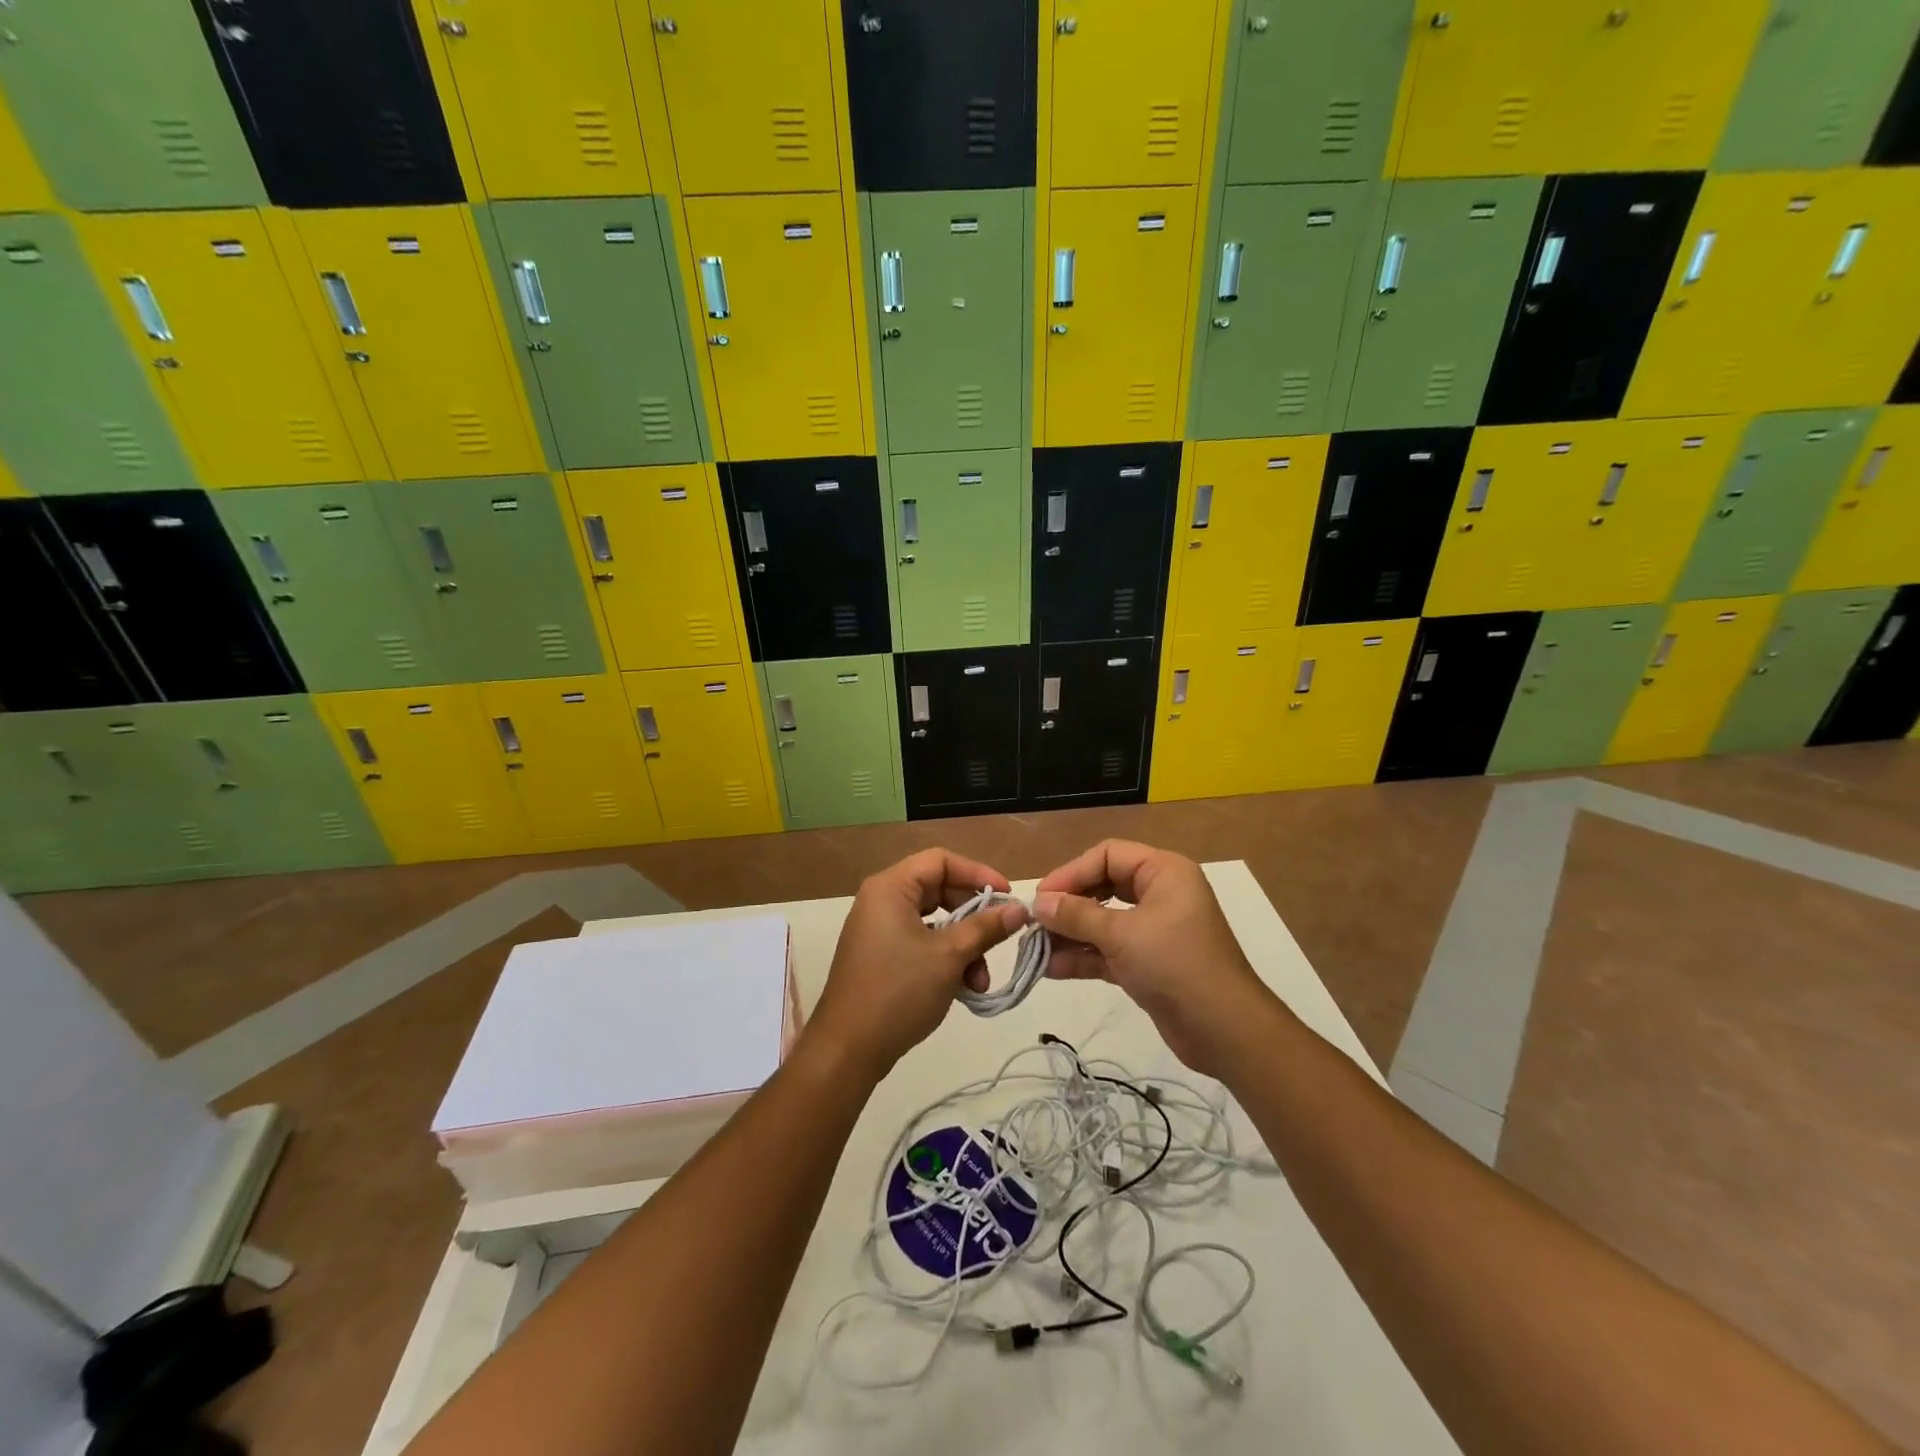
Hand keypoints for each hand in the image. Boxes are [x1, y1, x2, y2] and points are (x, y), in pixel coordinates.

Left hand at [808, 849, 1028, 1079]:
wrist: (848, 1049)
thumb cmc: (899, 991)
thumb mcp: (950, 956)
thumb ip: (986, 927)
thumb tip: (1020, 909)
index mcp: (891, 888)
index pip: (941, 861)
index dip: (978, 874)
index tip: (1007, 897)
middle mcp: (881, 901)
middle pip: (939, 891)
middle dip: (974, 918)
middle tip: (1000, 938)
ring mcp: (879, 930)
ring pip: (934, 922)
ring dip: (964, 946)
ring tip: (980, 981)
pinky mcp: (881, 956)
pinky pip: (921, 943)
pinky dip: (945, 959)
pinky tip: (964, 987)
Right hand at [1034, 840, 1274, 1075]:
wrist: (1225, 1031)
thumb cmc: (1176, 965)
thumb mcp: (1122, 935)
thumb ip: (1077, 916)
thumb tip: (1038, 903)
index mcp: (1163, 872)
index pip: (1108, 856)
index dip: (1072, 872)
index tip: (1042, 897)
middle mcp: (1159, 894)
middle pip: (1102, 887)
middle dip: (1068, 905)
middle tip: (1035, 922)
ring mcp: (1153, 930)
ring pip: (1102, 921)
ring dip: (1070, 934)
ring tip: (1035, 950)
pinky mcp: (1147, 963)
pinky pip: (1108, 950)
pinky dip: (1083, 957)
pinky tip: (1051, 969)